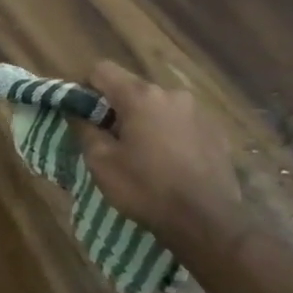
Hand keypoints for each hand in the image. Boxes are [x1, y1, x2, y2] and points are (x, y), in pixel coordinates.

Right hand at [69, 61, 245, 255]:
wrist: (207, 222)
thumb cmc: (145, 188)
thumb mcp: (101, 162)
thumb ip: (84, 129)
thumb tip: (76, 113)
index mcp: (140, 96)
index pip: (102, 70)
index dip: (86, 88)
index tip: (82, 114)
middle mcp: (171, 94)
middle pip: (132, 88)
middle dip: (117, 108)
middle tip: (110, 140)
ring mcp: (198, 112)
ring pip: (158, 106)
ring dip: (145, 120)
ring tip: (142, 154)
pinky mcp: (216, 132)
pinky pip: (181, 122)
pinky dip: (169, 133)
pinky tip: (169, 162)